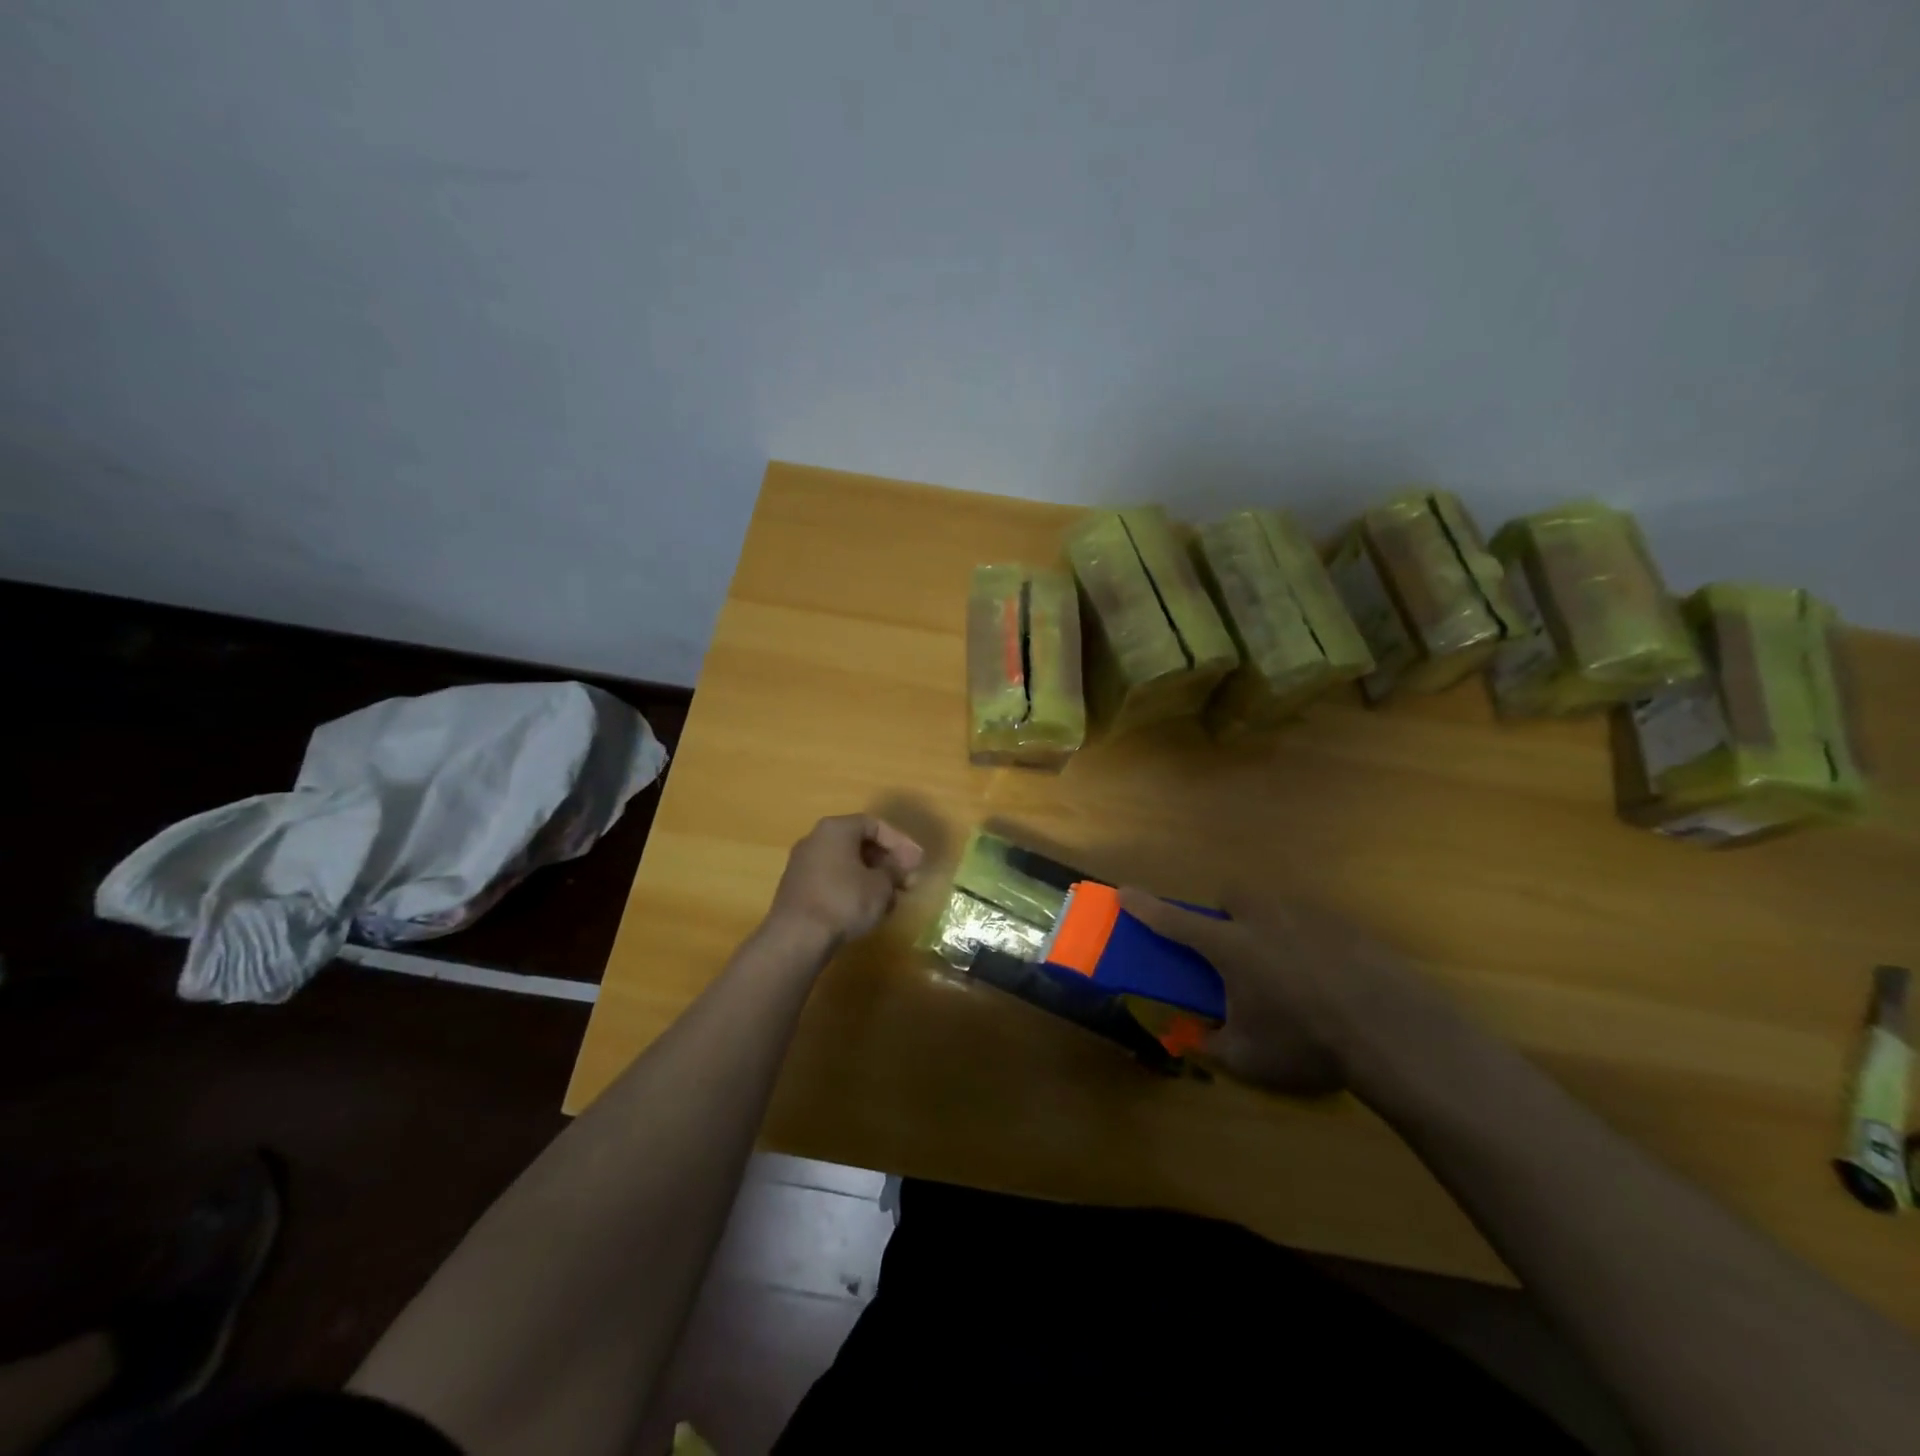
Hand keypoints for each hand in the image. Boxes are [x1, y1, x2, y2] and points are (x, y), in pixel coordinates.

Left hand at [768, 815, 924, 948]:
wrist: (796, 937)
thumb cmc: (844, 900)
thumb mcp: (880, 885)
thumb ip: (895, 870)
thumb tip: (900, 867)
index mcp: (835, 829)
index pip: (875, 825)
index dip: (900, 842)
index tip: (917, 862)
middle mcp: (816, 839)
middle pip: (859, 844)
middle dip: (887, 862)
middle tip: (908, 881)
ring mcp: (803, 864)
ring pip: (847, 864)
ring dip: (872, 878)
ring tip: (892, 900)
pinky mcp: (798, 889)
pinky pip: (833, 881)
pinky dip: (853, 889)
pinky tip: (868, 910)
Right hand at [1118, 888, 1424, 1094]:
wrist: (1394, 1032)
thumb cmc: (1307, 1043)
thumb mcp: (1249, 1059)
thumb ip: (1211, 1046)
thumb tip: (1196, 1038)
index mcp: (1231, 946)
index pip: (1175, 921)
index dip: (1145, 907)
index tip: (1123, 892)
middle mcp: (1264, 919)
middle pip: (1232, 896)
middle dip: (1225, 915)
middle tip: (1236, 952)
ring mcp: (1308, 916)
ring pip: (1274, 906)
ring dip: (1267, 926)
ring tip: (1288, 972)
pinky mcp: (1345, 925)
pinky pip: (1313, 923)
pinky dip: (1308, 942)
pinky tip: (1329, 980)